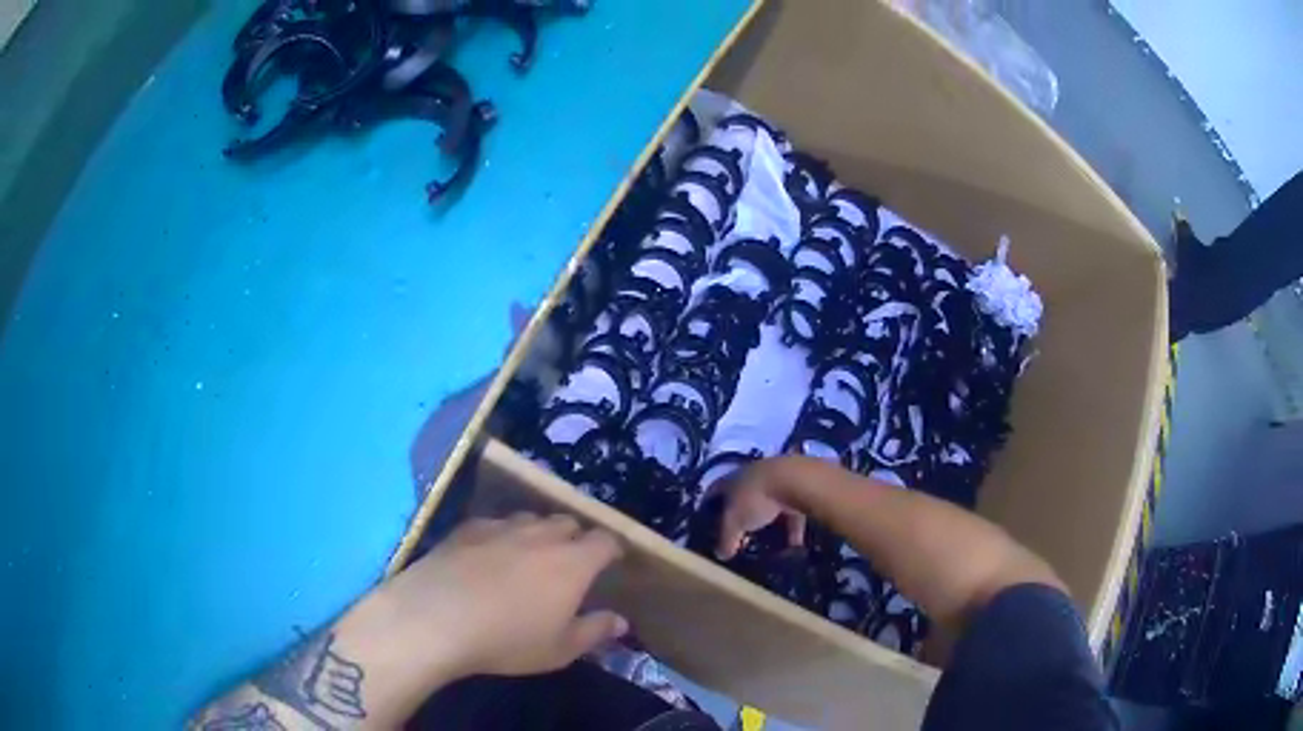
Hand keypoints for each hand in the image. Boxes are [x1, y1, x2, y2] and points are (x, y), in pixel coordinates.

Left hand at [379, 513, 627, 679]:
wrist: (435, 617)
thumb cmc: (507, 640)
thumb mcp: (559, 649)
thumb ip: (594, 632)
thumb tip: (620, 621)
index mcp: (573, 563)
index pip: (604, 541)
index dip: (611, 549)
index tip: (612, 561)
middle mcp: (541, 535)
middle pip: (568, 522)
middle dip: (575, 538)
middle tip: (570, 563)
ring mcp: (501, 527)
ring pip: (530, 519)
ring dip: (538, 533)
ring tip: (529, 557)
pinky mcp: (467, 528)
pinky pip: (495, 523)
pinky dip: (501, 535)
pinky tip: (488, 556)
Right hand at [716, 459, 808, 559]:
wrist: (796, 480)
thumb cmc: (755, 498)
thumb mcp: (734, 522)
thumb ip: (725, 539)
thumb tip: (720, 555)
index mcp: (731, 480)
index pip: (714, 492)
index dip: (708, 508)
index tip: (707, 525)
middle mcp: (752, 477)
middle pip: (742, 499)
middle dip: (740, 518)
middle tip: (737, 538)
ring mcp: (776, 482)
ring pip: (768, 506)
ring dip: (767, 524)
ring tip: (765, 544)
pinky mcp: (797, 491)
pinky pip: (791, 514)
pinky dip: (792, 530)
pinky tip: (793, 546)